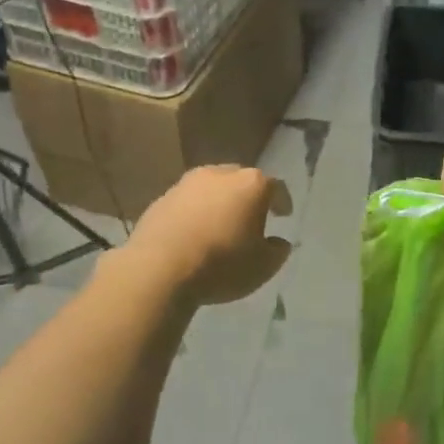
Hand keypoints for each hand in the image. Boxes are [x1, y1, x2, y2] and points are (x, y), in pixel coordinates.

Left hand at [125, 165, 292, 305]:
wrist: (159, 269)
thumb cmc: (222, 264)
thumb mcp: (263, 266)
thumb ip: (276, 251)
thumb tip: (277, 242)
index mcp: (251, 184)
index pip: (276, 187)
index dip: (282, 201)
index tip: (284, 214)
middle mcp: (220, 174)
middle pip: (241, 181)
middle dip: (248, 197)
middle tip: (251, 219)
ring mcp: (187, 183)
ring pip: (211, 189)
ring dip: (219, 203)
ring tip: (220, 227)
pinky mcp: (161, 198)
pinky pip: (187, 203)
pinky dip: (195, 213)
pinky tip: (193, 234)